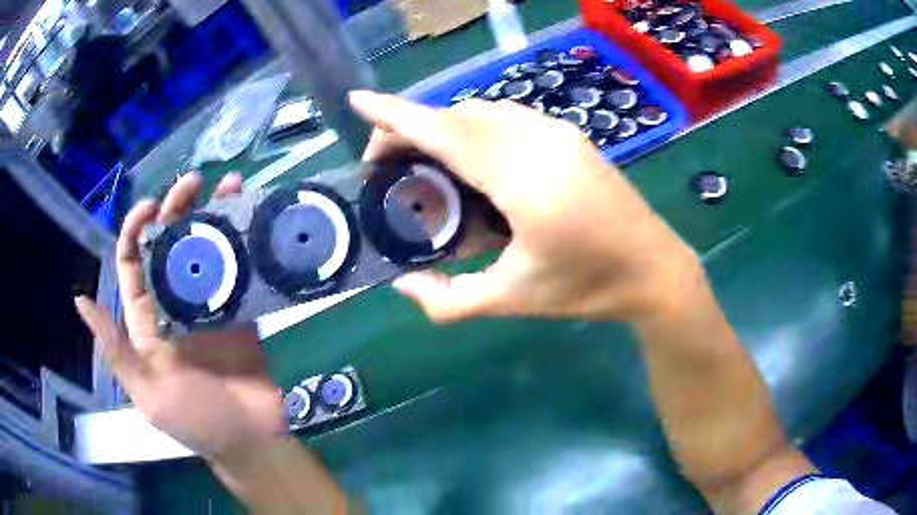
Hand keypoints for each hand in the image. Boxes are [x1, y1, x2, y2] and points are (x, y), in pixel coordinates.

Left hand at [75, 172, 284, 460]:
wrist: (251, 439)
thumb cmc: (196, 422)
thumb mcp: (149, 394)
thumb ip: (117, 350)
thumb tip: (81, 300)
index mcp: (147, 320)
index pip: (133, 263)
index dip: (136, 230)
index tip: (151, 207)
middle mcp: (174, 303)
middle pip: (170, 245)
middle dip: (177, 209)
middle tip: (194, 183)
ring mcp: (210, 304)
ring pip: (206, 249)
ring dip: (214, 215)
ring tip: (230, 185)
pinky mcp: (242, 309)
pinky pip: (242, 269)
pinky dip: (246, 242)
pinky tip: (253, 218)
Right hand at [349, 91, 703, 323]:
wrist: (655, 269)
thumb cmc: (588, 287)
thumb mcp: (512, 301)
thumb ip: (448, 301)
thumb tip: (403, 284)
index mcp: (523, 180)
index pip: (443, 132)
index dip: (395, 114)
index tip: (357, 101)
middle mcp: (539, 141)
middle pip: (457, 116)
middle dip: (411, 129)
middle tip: (385, 163)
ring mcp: (559, 132)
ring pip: (482, 112)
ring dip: (444, 127)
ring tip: (423, 162)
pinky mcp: (570, 135)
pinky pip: (508, 118)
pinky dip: (475, 128)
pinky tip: (470, 160)